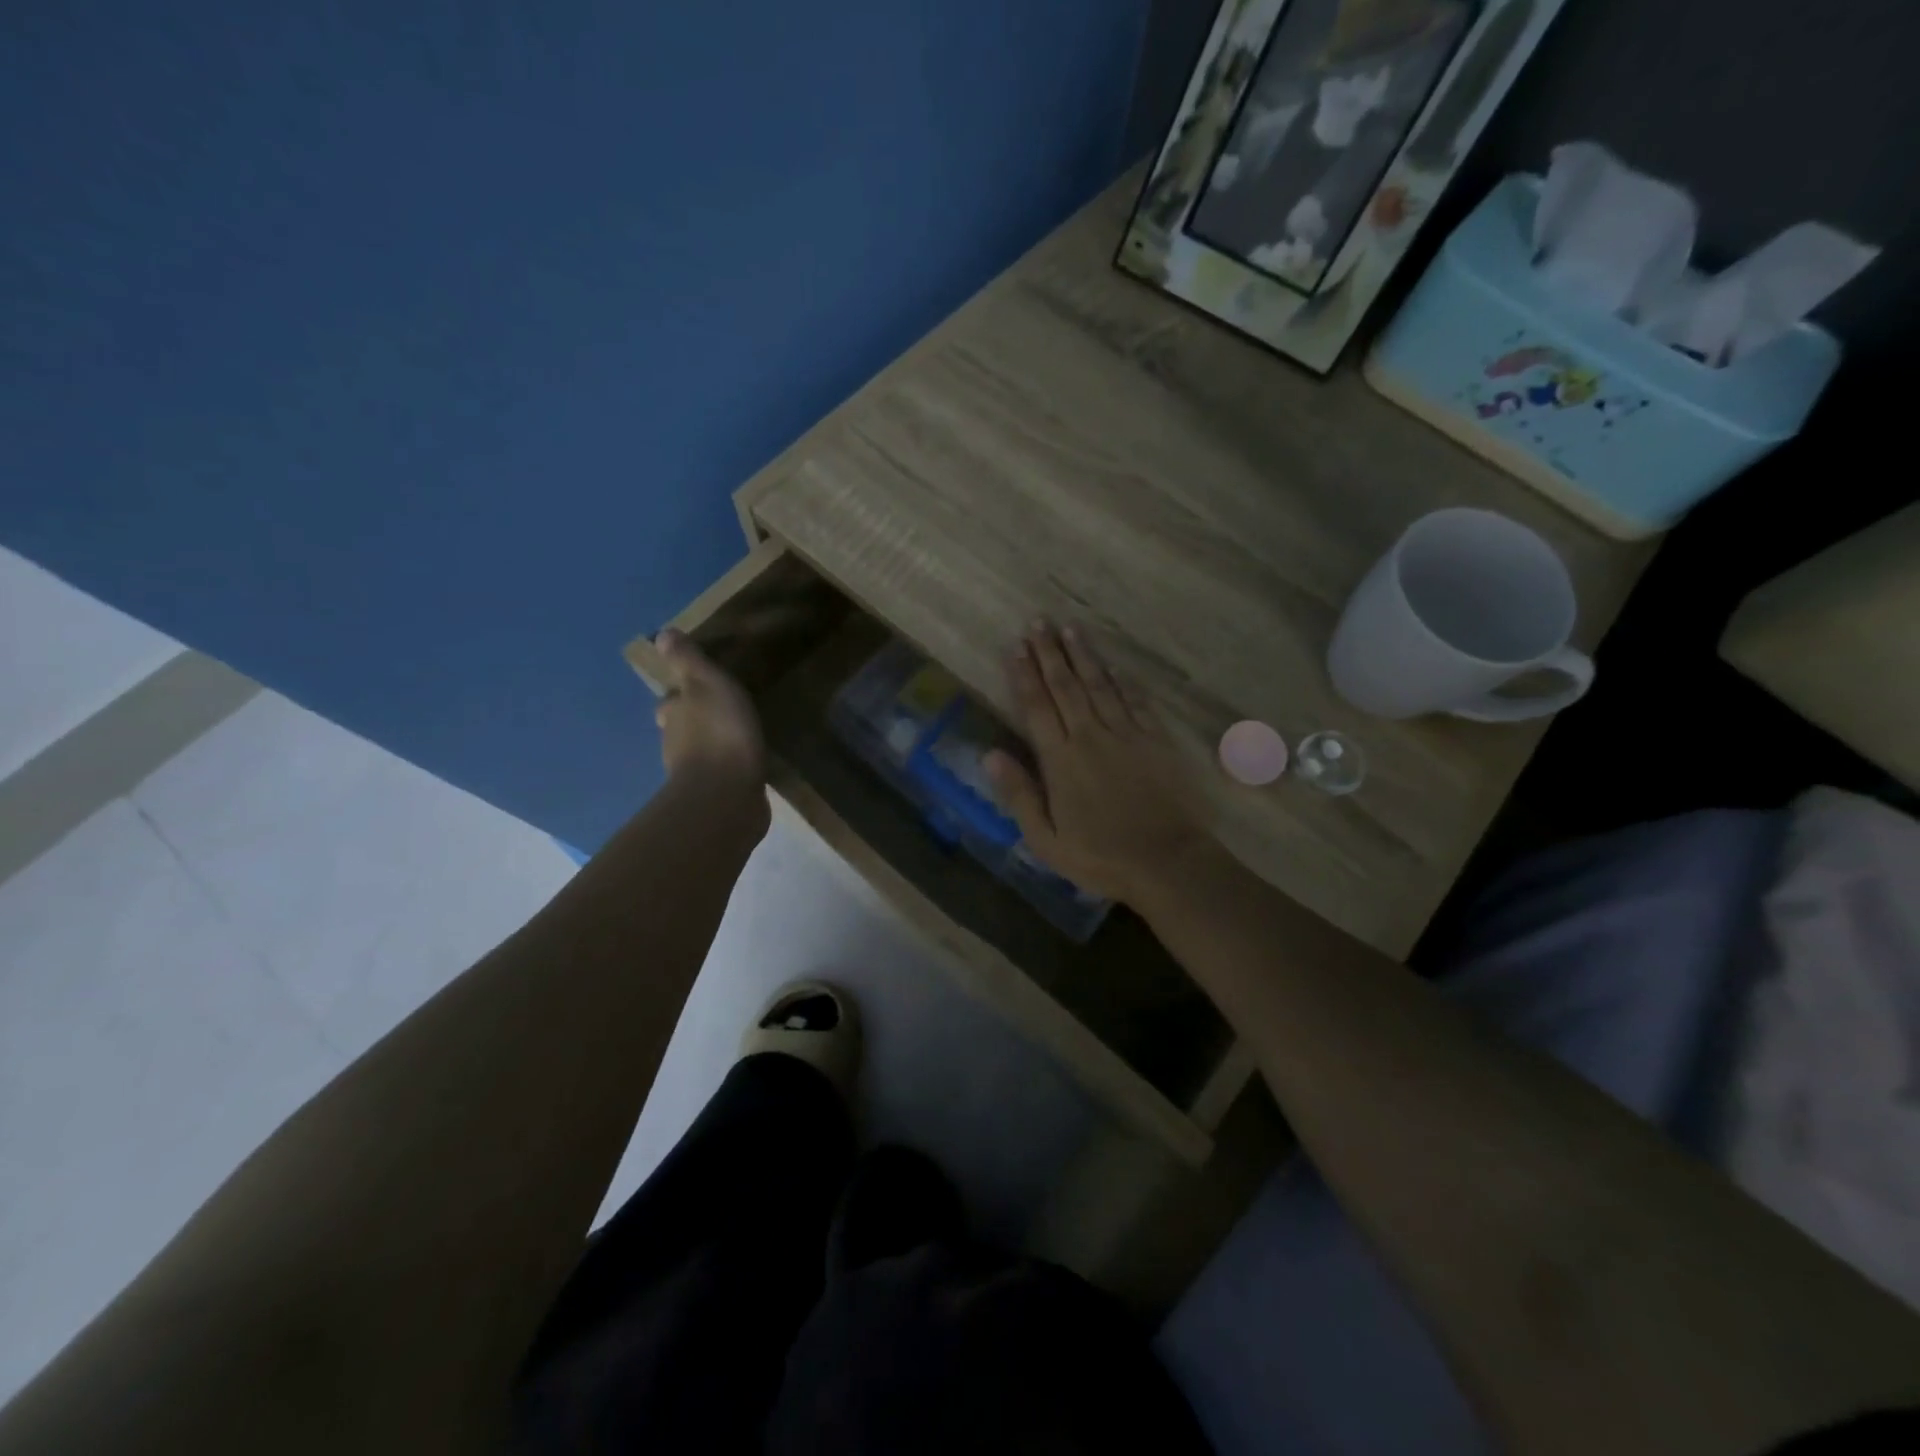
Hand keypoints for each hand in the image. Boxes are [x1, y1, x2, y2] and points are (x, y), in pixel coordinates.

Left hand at [655, 628, 765, 788]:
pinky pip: (721, 775)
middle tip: (721, 713)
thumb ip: (688, 661)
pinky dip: (729, 768)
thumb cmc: (719, 732)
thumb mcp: (707, 684)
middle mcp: (675, 745)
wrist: (727, 796)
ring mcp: (694, 774)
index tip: (698, 690)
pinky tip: (745, 765)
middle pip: (681, 728)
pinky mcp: (717, 797)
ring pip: (699, 753)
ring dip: (712, 745)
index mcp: (673, 715)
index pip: (671, 702)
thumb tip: (661, 635)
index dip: (681, 695)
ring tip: (738, 737)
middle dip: (695, 721)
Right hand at [985, 622, 1208, 906]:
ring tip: (1070, 629)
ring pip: (1100, 685)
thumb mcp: (1045, 840)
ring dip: (1083, 656)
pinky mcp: (1156, 741)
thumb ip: (1019, 794)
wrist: (1168, 862)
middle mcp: (1090, 736)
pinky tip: (1113, 666)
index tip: (1015, 647)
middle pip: (1066, 686)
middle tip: (1039, 622)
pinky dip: (1122, 681)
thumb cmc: (1100, 857)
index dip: (1024, 675)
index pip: (1037, 707)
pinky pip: (1135, 702)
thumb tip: (990, 754)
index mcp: (1061, 760)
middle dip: (1049, 653)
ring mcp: (1127, 735)